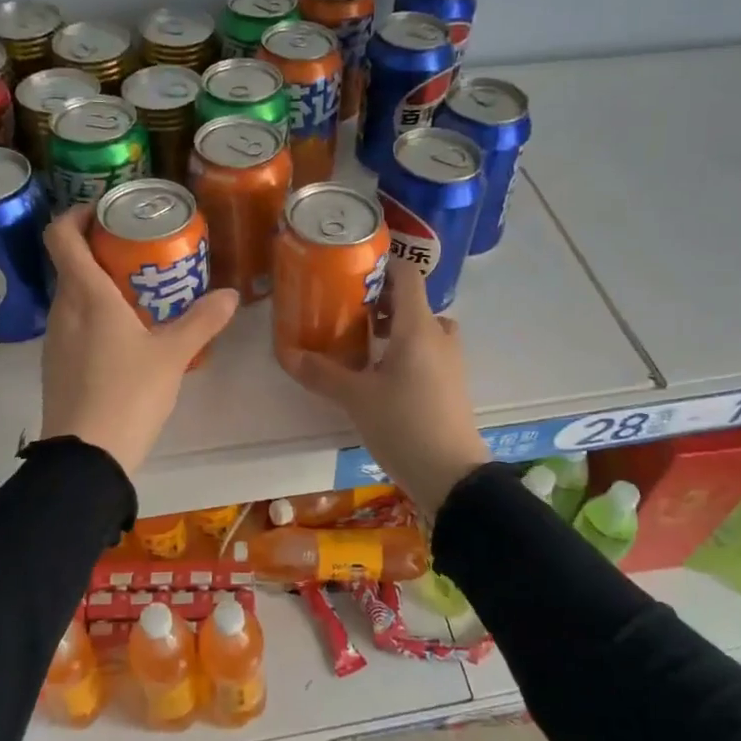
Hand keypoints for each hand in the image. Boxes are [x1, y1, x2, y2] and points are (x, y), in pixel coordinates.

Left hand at [37, 205, 239, 476]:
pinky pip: (74, 325)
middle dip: (101, 250)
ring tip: (140, 293)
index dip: (78, 214)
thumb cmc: (128, 394)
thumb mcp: (173, 356)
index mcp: (86, 296)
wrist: (86, 456)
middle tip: (140, 253)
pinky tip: (127, 338)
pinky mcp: (57, 366)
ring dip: (99, 285)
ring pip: (73, 296)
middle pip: (71, 263)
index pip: (62, 235)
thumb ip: (202, 321)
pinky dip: (95, 316)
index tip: (107, 212)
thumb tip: (231, 295)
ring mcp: (55, 340)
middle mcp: (63, 310)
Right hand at [280, 257, 489, 512]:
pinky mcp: (452, 384)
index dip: (382, 266)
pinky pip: (429, 351)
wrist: (451, 474)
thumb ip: (322, 373)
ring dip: (395, 328)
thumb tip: (288, 354)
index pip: (407, 275)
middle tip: (348, 311)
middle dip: (381, 302)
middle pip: (413, 302)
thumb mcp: (356, 398)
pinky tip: (381, 374)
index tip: (351, 270)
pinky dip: (407, 351)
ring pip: (422, 328)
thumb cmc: (403, 424)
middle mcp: (439, 335)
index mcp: (418, 327)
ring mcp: (451, 361)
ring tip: (362, 343)